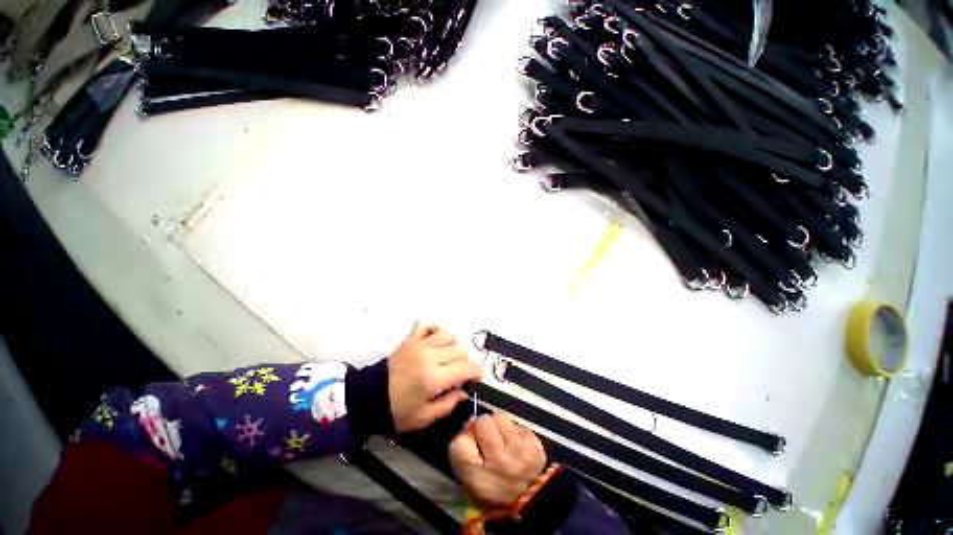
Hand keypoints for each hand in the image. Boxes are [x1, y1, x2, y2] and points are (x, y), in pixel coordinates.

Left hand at [388, 322, 481, 432]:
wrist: (368, 397)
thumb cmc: (396, 411)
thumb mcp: (424, 418)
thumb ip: (448, 404)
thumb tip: (464, 392)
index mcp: (434, 378)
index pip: (466, 367)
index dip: (476, 372)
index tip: (474, 379)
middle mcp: (430, 356)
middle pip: (460, 350)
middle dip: (464, 362)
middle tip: (456, 373)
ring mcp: (419, 344)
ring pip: (448, 335)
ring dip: (452, 346)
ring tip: (446, 357)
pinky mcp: (410, 339)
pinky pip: (428, 326)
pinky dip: (435, 330)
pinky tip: (434, 342)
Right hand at [449, 413, 546, 508]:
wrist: (526, 502)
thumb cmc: (491, 488)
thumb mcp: (468, 478)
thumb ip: (462, 449)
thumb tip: (470, 422)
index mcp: (478, 478)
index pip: (459, 442)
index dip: (463, 439)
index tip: (470, 445)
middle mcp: (499, 462)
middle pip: (482, 422)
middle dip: (483, 427)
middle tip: (488, 440)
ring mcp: (519, 451)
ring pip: (499, 417)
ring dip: (499, 426)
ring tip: (502, 442)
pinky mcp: (535, 444)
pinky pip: (516, 423)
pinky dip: (514, 432)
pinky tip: (515, 446)